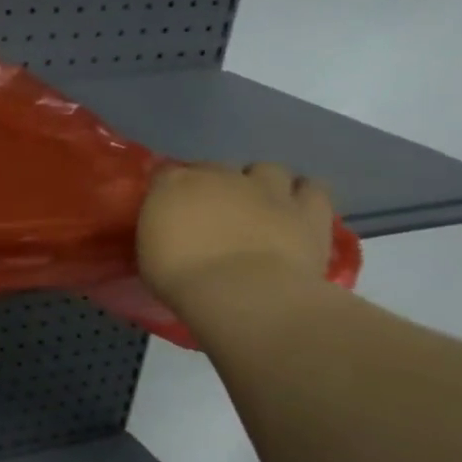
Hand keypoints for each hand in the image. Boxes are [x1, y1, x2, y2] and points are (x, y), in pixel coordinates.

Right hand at [138, 162, 334, 310]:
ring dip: (262, 184)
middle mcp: (222, 175)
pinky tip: (296, 210)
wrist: (244, 293)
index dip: (169, 190)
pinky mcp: (309, 209)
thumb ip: (160, 228)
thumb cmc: (182, 277)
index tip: (169, 210)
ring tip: (259, 206)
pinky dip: (304, 195)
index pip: (166, 173)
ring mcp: (268, 189)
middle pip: (216, 168)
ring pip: (267, 170)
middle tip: (214, 213)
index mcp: (176, 184)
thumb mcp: (150, 252)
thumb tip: (169, 226)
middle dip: (215, 186)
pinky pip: (312, 188)